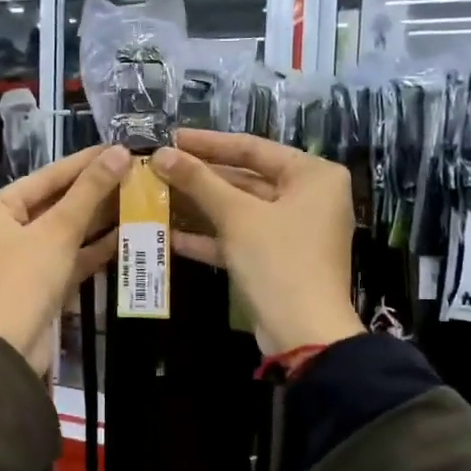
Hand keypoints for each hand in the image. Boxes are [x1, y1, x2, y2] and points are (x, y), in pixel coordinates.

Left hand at [0, 145, 129, 372]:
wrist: (8, 350)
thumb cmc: (24, 280)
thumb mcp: (57, 231)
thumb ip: (89, 192)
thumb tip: (119, 152)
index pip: (47, 177)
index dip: (85, 162)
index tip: (120, 147)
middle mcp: (6, 229)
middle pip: (57, 203)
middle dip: (96, 191)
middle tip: (137, 173)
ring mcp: (24, 258)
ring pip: (67, 231)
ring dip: (100, 219)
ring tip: (139, 198)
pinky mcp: (42, 283)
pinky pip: (71, 257)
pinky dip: (95, 248)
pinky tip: (128, 234)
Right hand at [153, 131, 362, 356]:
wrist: (304, 333)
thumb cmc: (278, 260)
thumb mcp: (236, 216)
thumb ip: (199, 181)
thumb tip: (161, 154)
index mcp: (313, 175)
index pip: (253, 148)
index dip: (208, 143)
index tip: (171, 137)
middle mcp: (308, 197)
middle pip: (246, 178)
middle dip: (200, 177)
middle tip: (159, 167)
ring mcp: (293, 230)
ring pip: (240, 209)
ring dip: (200, 206)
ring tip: (157, 195)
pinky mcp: (277, 259)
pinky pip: (241, 237)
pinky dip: (210, 236)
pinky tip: (170, 235)